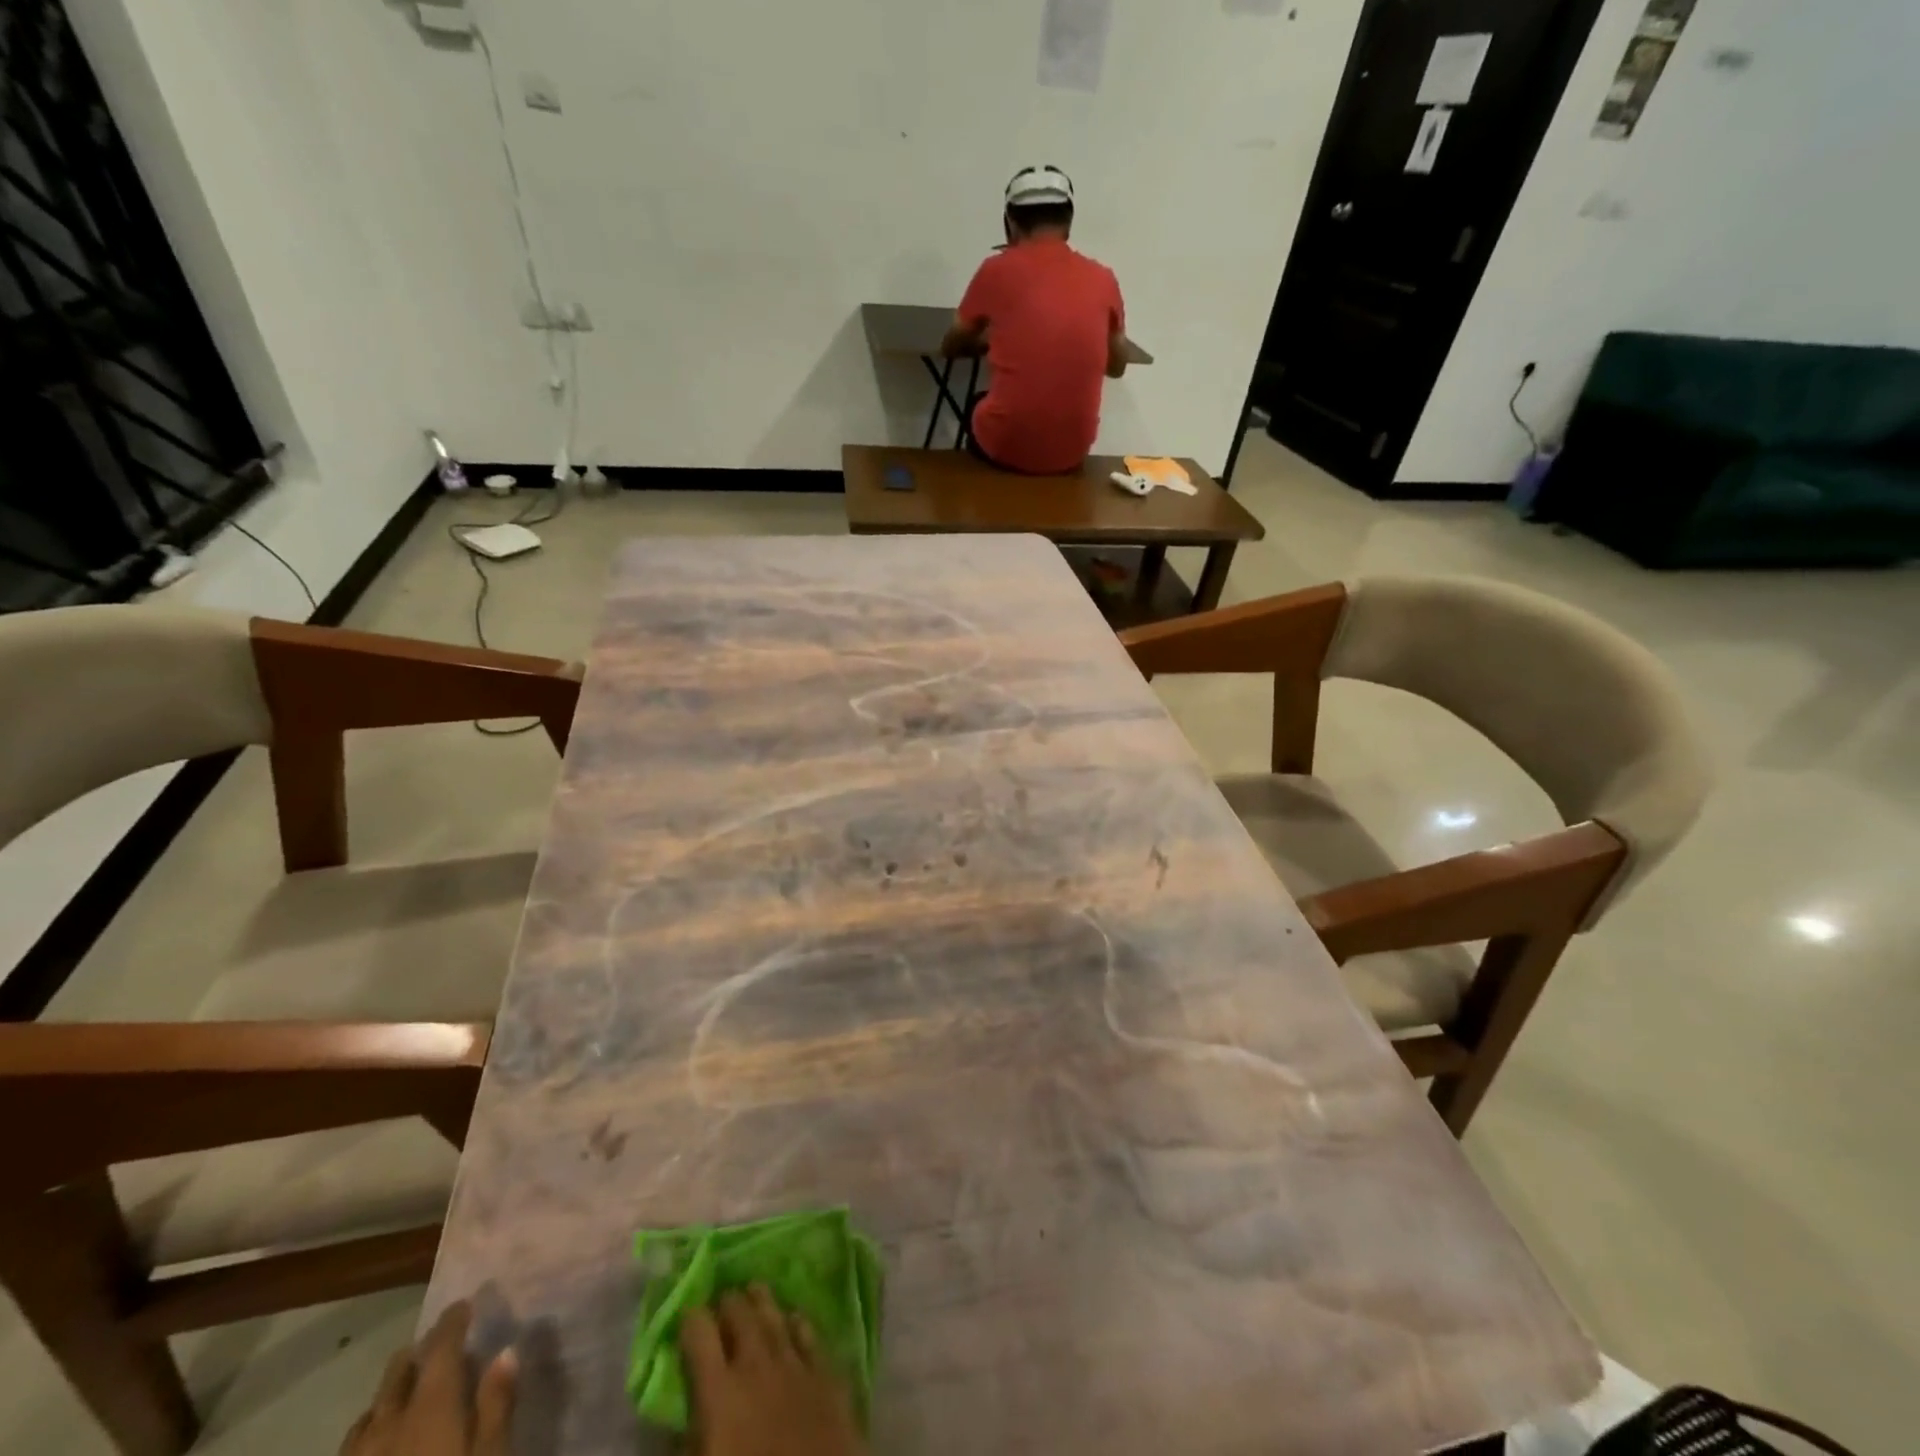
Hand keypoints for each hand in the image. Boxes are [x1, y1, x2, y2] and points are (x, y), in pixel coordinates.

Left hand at [340, 1302, 516, 1455]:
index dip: (452, 1322)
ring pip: (371, 1411)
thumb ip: (496, 1405)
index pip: (441, 1348)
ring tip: (408, 1388)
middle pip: (398, 1374)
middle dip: (418, 1353)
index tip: (464, 1303)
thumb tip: (505, 1352)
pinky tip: (378, 1441)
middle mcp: (389, 1425)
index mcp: (430, 1407)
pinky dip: (370, 1427)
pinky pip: (352, 1446)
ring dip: (391, 1391)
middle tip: (438, 1343)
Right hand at [680, 1286, 865, 1455]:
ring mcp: (795, 1363)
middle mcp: (756, 1364)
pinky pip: (809, 1334)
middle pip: (740, 1314)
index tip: (687, 1315)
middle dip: (728, 1303)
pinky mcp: (825, 1373)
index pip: (699, 1334)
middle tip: (721, 1302)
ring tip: (753, 1290)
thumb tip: (680, 1422)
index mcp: (720, 1392)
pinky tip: (794, 1318)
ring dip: (761, 1301)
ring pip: (775, 1315)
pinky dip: (797, 1322)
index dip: (691, 1319)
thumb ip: (687, 1444)